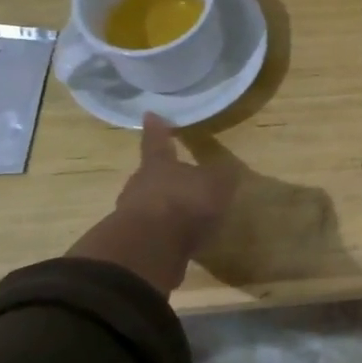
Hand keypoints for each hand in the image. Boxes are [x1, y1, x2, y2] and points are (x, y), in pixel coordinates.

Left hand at [66, 116, 237, 293]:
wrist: (151, 247)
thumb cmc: (185, 203)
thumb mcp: (217, 184)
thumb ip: (222, 177)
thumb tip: (227, 170)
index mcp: (158, 165)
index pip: (157, 142)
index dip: (157, 129)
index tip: (150, 115)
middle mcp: (140, 185)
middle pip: (150, 175)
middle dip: (163, 177)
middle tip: (177, 179)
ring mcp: (133, 215)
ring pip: (149, 204)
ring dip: (165, 208)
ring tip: (185, 216)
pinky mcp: (135, 243)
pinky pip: (153, 232)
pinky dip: (166, 234)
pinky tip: (181, 241)